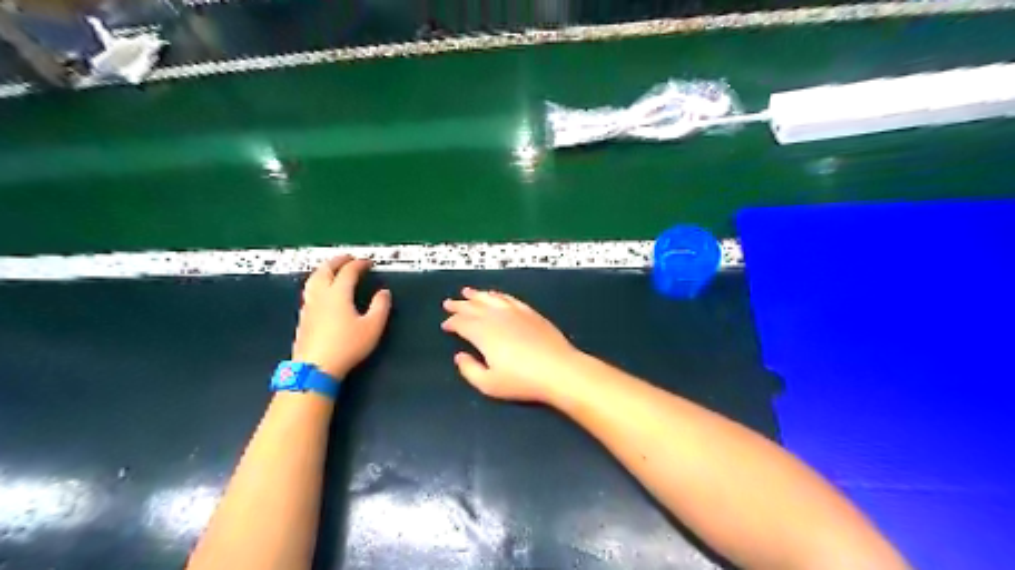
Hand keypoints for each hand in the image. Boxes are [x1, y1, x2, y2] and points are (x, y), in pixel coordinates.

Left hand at [294, 256, 392, 380]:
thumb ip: (380, 307)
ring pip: (313, 279)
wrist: (315, 367)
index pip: (348, 272)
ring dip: (324, 270)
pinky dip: (317, 282)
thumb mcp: (372, 327)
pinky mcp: (303, 317)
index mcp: (338, 294)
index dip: (359, 264)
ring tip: (332, 269)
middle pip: (325, 270)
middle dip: (337, 261)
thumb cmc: (347, 346)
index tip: (368, 262)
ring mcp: (309, 306)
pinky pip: (309, 291)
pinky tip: (321, 291)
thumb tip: (383, 293)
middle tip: (348, 258)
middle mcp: (321, 295)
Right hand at [443, 288, 578, 403]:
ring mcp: (515, 312)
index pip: (462, 323)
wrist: (558, 370)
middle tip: (448, 303)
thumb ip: (469, 370)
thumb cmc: (522, 381)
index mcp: (483, 333)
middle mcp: (496, 317)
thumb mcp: (489, 384)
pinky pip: (509, 299)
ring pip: (490, 299)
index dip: (452, 323)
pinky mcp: (530, 312)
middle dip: (459, 305)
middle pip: (473, 307)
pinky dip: (498, 295)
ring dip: (477, 295)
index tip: (445, 325)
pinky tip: (495, 296)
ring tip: (467, 292)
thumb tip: (459, 356)